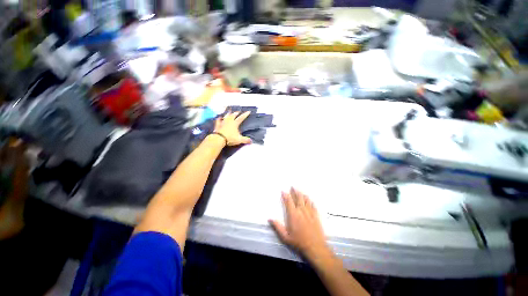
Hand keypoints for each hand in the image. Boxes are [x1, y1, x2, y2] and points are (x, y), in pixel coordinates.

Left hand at [214, 111, 251, 145]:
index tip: (248, 111)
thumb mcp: (239, 140)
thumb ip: (245, 140)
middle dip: (236, 113)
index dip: (245, 115)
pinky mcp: (218, 125)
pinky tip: (219, 117)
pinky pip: (218, 120)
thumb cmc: (230, 138)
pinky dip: (219, 118)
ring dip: (228, 113)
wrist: (219, 139)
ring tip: (229, 111)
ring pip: (226, 116)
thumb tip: (251, 141)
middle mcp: (229, 121)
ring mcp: (223, 122)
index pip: (241, 118)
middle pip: (233, 115)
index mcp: (235, 123)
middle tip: (238, 111)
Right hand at [269, 188, 329, 259]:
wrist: (315, 247)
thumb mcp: (285, 237)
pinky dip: (310, 201)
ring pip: (306, 200)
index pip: (288, 202)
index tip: (283, 190)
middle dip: (295, 191)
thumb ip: (277, 227)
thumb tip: (270, 218)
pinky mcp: (316, 216)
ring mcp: (309, 212)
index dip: (285, 195)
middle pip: (298, 198)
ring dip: (302, 194)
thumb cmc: (299, 242)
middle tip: (293, 186)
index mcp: (293, 214)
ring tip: (300, 190)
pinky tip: (309, 199)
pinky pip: (313, 205)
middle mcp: (301, 211)